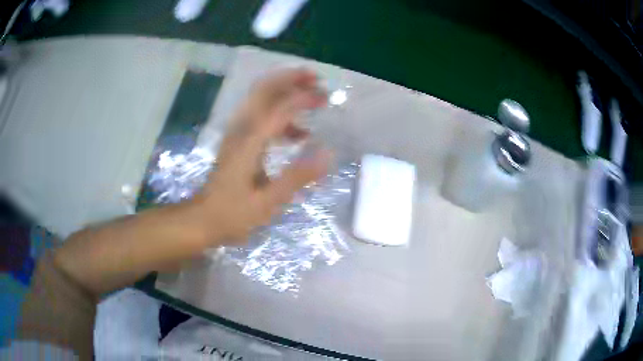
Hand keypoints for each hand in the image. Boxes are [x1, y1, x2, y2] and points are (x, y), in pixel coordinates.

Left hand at [193, 69, 331, 244]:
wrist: (203, 218)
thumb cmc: (234, 213)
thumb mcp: (268, 201)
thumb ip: (298, 176)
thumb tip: (328, 154)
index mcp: (250, 141)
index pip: (280, 107)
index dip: (304, 98)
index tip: (326, 98)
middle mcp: (242, 128)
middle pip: (265, 89)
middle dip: (291, 79)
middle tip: (317, 80)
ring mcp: (237, 132)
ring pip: (260, 97)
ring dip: (285, 90)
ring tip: (312, 98)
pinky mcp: (237, 140)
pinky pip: (259, 114)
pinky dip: (280, 113)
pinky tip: (299, 133)